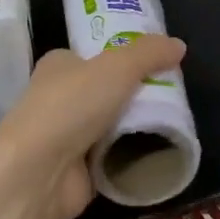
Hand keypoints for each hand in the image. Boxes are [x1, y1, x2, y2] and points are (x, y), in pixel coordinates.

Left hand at [0, 35, 188, 218]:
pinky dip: (132, 156)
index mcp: (59, 66)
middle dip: (137, 93)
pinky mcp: (78, 170)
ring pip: (112, 125)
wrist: (39, 173)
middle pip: (108, 91)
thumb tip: (179, 45)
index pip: (94, 56)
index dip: (124, 57)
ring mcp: (67, 136)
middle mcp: (59, 98)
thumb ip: (150, 53)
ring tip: (174, 122)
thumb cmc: (71, 106)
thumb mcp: (117, 66)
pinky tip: (158, 152)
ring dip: (137, 126)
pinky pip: (114, 157)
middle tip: (173, 94)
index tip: (157, 63)